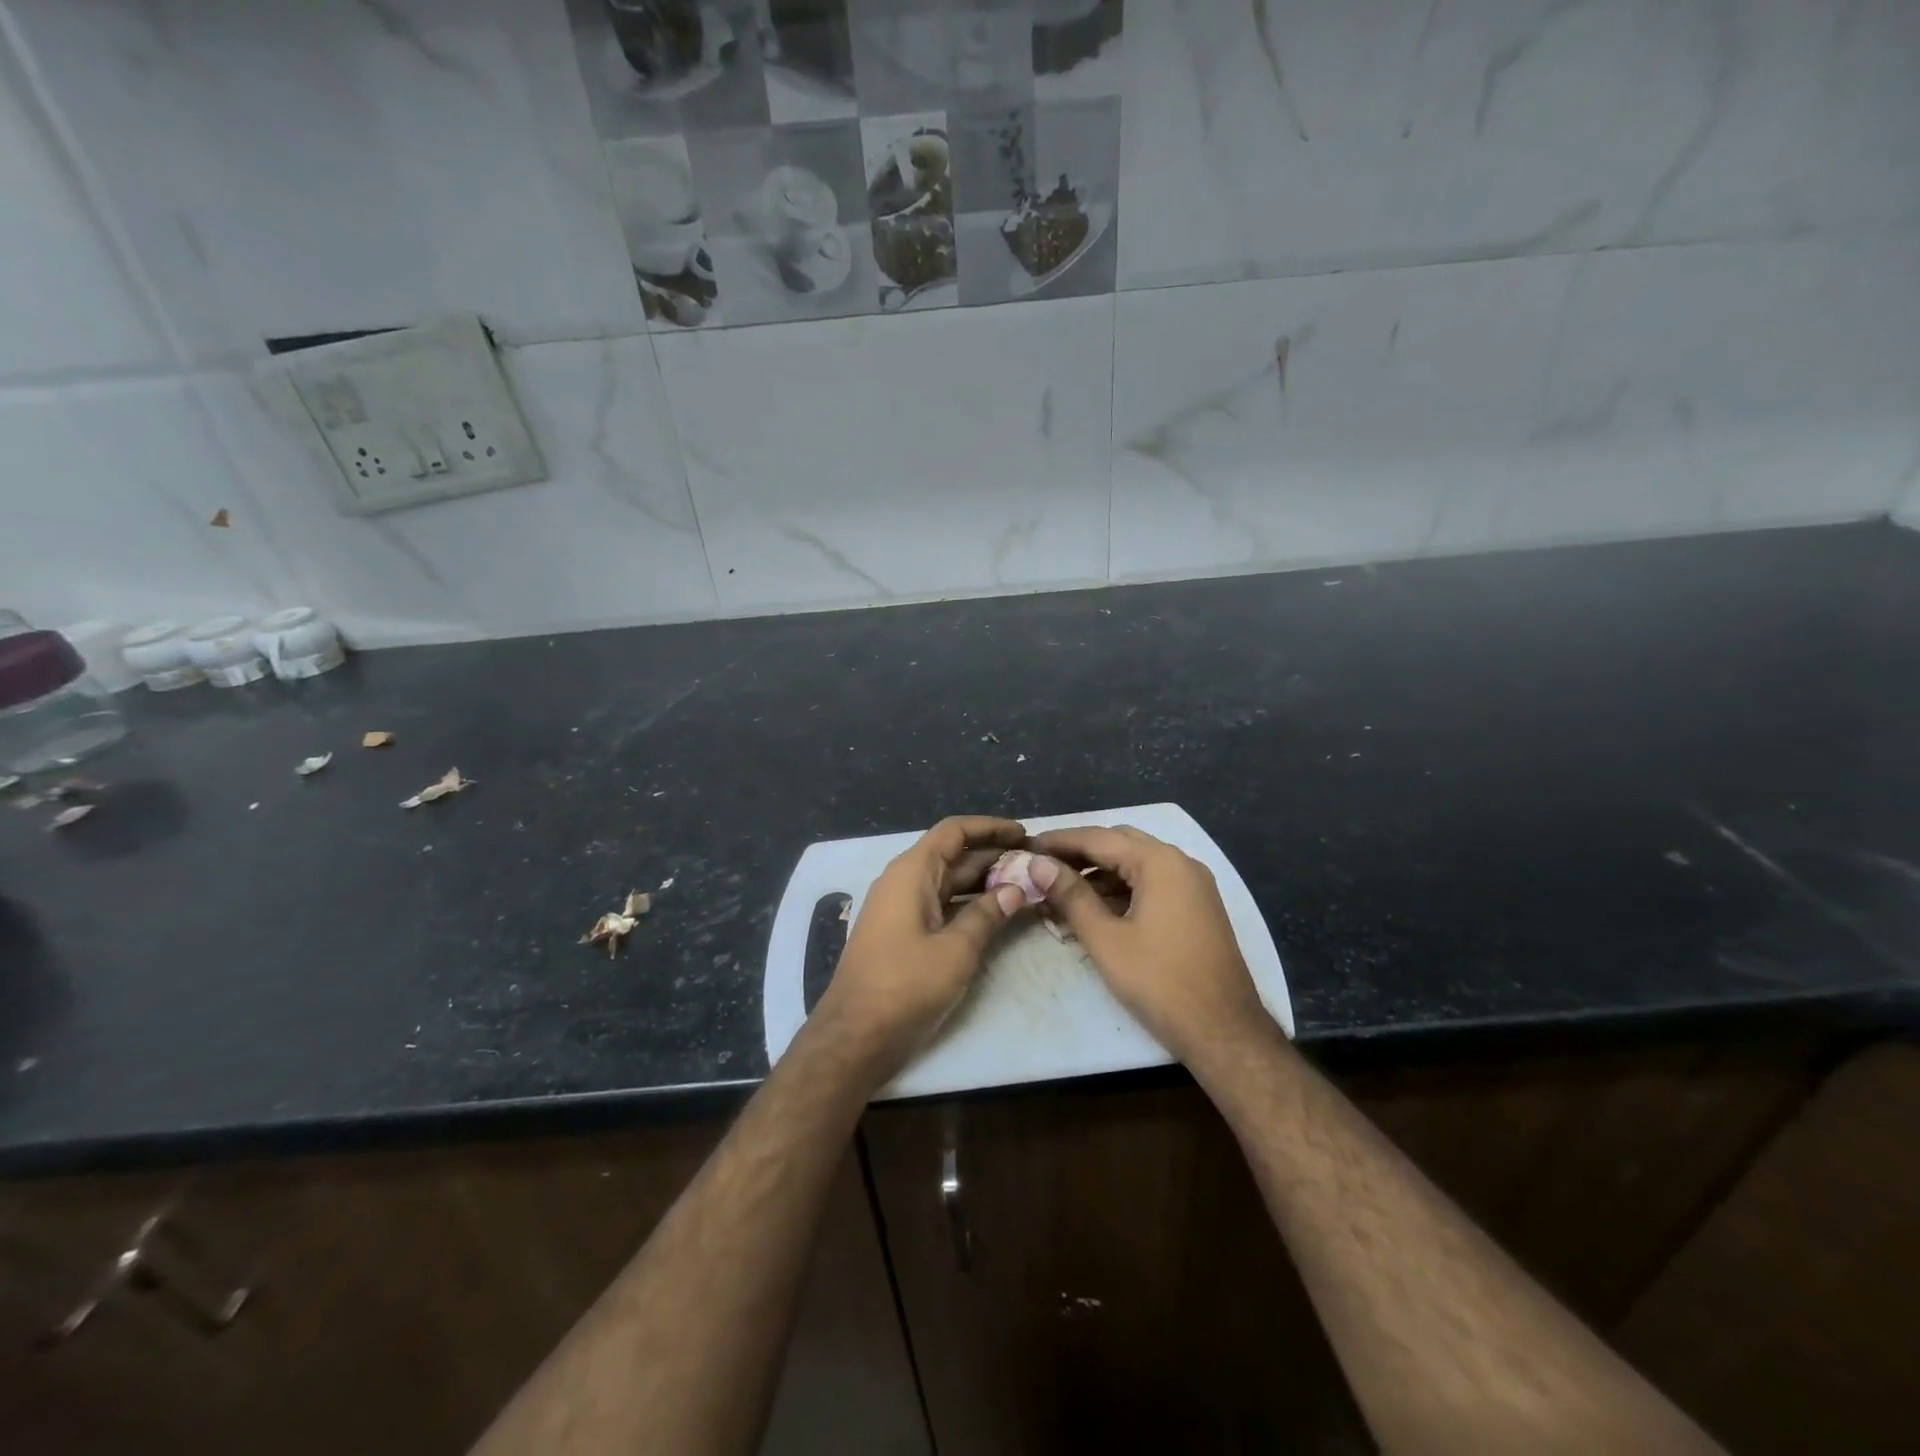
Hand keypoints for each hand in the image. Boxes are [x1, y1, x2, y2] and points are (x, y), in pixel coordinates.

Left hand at [811, 816, 1028, 1084]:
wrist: (855, 1037)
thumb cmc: (905, 986)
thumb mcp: (956, 950)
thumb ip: (987, 915)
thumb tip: (1016, 889)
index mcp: (912, 873)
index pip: (954, 832)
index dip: (990, 828)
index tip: (1024, 834)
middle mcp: (904, 882)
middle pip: (953, 856)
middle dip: (993, 856)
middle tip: (1034, 864)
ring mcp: (901, 909)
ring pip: (949, 883)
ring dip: (984, 882)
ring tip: (1024, 886)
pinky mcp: (903, 934)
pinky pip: (941, 906)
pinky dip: (969, 905)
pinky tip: (996, 914)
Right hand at [1028, 826, 1275, 1066]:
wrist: (1224, 1031)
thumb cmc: (1160, 982)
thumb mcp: (1106, 939)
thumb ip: (1071, 896)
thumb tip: (1038, 865)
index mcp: (1160, 862)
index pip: (1099, 838)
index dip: (1059, 841)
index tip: (1027, 846)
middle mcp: (1181, 863)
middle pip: (1120, 844)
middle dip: (1079, 854)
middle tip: (1043, 868)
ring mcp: (1193, 885)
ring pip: (1136, 865)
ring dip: (1099, 875)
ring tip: (1061, 895)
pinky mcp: (1197, 907)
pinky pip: (1153, 884)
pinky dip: (1122, 891)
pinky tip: (1095, 912)